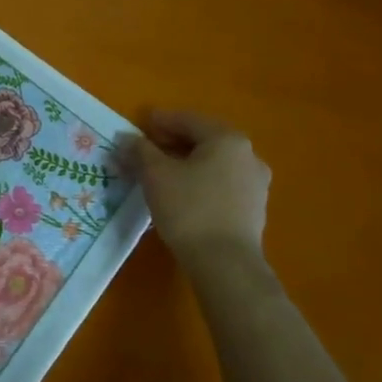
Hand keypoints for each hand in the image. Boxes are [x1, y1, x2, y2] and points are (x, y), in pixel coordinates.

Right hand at [129, 109, 269, 260]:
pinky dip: (200, 179)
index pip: (188, 120)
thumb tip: (126, 137)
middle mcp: (248, 155)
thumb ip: (139, 150)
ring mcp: (255, 183)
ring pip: (214, 162)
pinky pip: (222, 182)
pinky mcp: (253, 207)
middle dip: (174, 142)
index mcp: (226, 140)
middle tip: (147, 148)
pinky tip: (182, 192)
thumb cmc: (188, 208)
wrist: (224, 262)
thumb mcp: (155, 174)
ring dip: (187, 162)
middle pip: (204, 140)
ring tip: (161, 172)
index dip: (162, 120)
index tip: (141, 124)